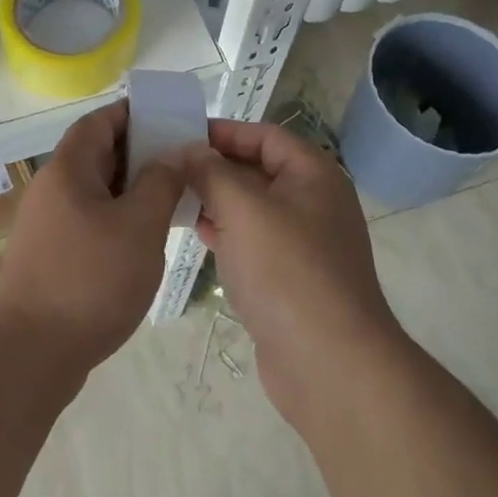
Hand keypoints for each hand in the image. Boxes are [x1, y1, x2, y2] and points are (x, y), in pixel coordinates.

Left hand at [0, 101, 187, 373]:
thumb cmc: (90, 280)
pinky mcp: (50, 256)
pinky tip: (144, 241)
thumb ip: (161, 182)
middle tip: (182, 164)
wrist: (29, 354)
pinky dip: (117, 219)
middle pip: (97, 154)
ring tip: (172, 201)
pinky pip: (89, 220)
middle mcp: (52, 188)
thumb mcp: (139, 226)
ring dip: (131, 190)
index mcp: (68, 168)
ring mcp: (47, 224)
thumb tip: (175, 151)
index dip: (134, 114)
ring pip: (95, 191)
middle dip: (140, 154)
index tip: (170, 121)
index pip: (100, 121)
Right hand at [181, 120, 406, 425]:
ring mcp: (304, 244)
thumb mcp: (243, 208)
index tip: (181, 135)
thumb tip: (188, 151)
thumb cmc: (287, 271)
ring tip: (172, 198)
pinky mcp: (291, 279)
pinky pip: (253, 242)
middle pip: (258, 170)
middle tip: (167, 167)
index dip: (224, 131)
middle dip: (214, 167)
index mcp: (314, 175)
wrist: (329, 364)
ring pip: (252, 208)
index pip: (265, 136)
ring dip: (215, 200)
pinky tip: (196, 234)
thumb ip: (211, 171)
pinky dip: (226, 232)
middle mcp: (314, 203)